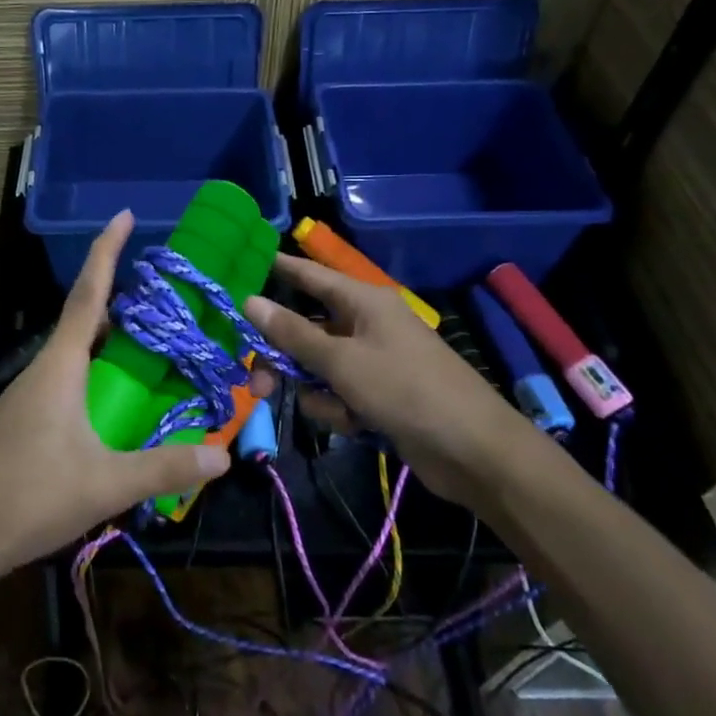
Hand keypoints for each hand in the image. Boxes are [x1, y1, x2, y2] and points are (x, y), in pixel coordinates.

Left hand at [0, 211, 229, 579]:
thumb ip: (164, 467)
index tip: (123, 215)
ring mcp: (29, 396)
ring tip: (151, 342)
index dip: (107, 251)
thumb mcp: (106, 483)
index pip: (88, 294)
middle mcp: (43, 369)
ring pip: (76, 353)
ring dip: (110, 340)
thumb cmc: (29, 496)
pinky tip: (116, 399)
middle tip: (164, 292)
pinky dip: (97, 372)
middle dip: (120, 298)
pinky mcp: (24, 420)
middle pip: (84, 319)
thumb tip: (223, 458)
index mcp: (60, 365)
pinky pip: (68, 380)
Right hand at [244, 256, 528, 500]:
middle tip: (256, 385)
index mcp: (363, 302)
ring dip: (316, 391)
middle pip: (306, 330)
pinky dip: (339, 409)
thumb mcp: (341, 362)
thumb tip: (249, 301)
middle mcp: (366, 324)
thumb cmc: (405, 390)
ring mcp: (373, 361)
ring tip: (335, 411)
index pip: (310, 275)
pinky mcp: (378, 394)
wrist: (472, 450)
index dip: (278, 269)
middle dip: (283, 358)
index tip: (243, 265)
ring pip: (318, 367)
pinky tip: (355, 425)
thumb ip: (292, 333)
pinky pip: (338, 393)